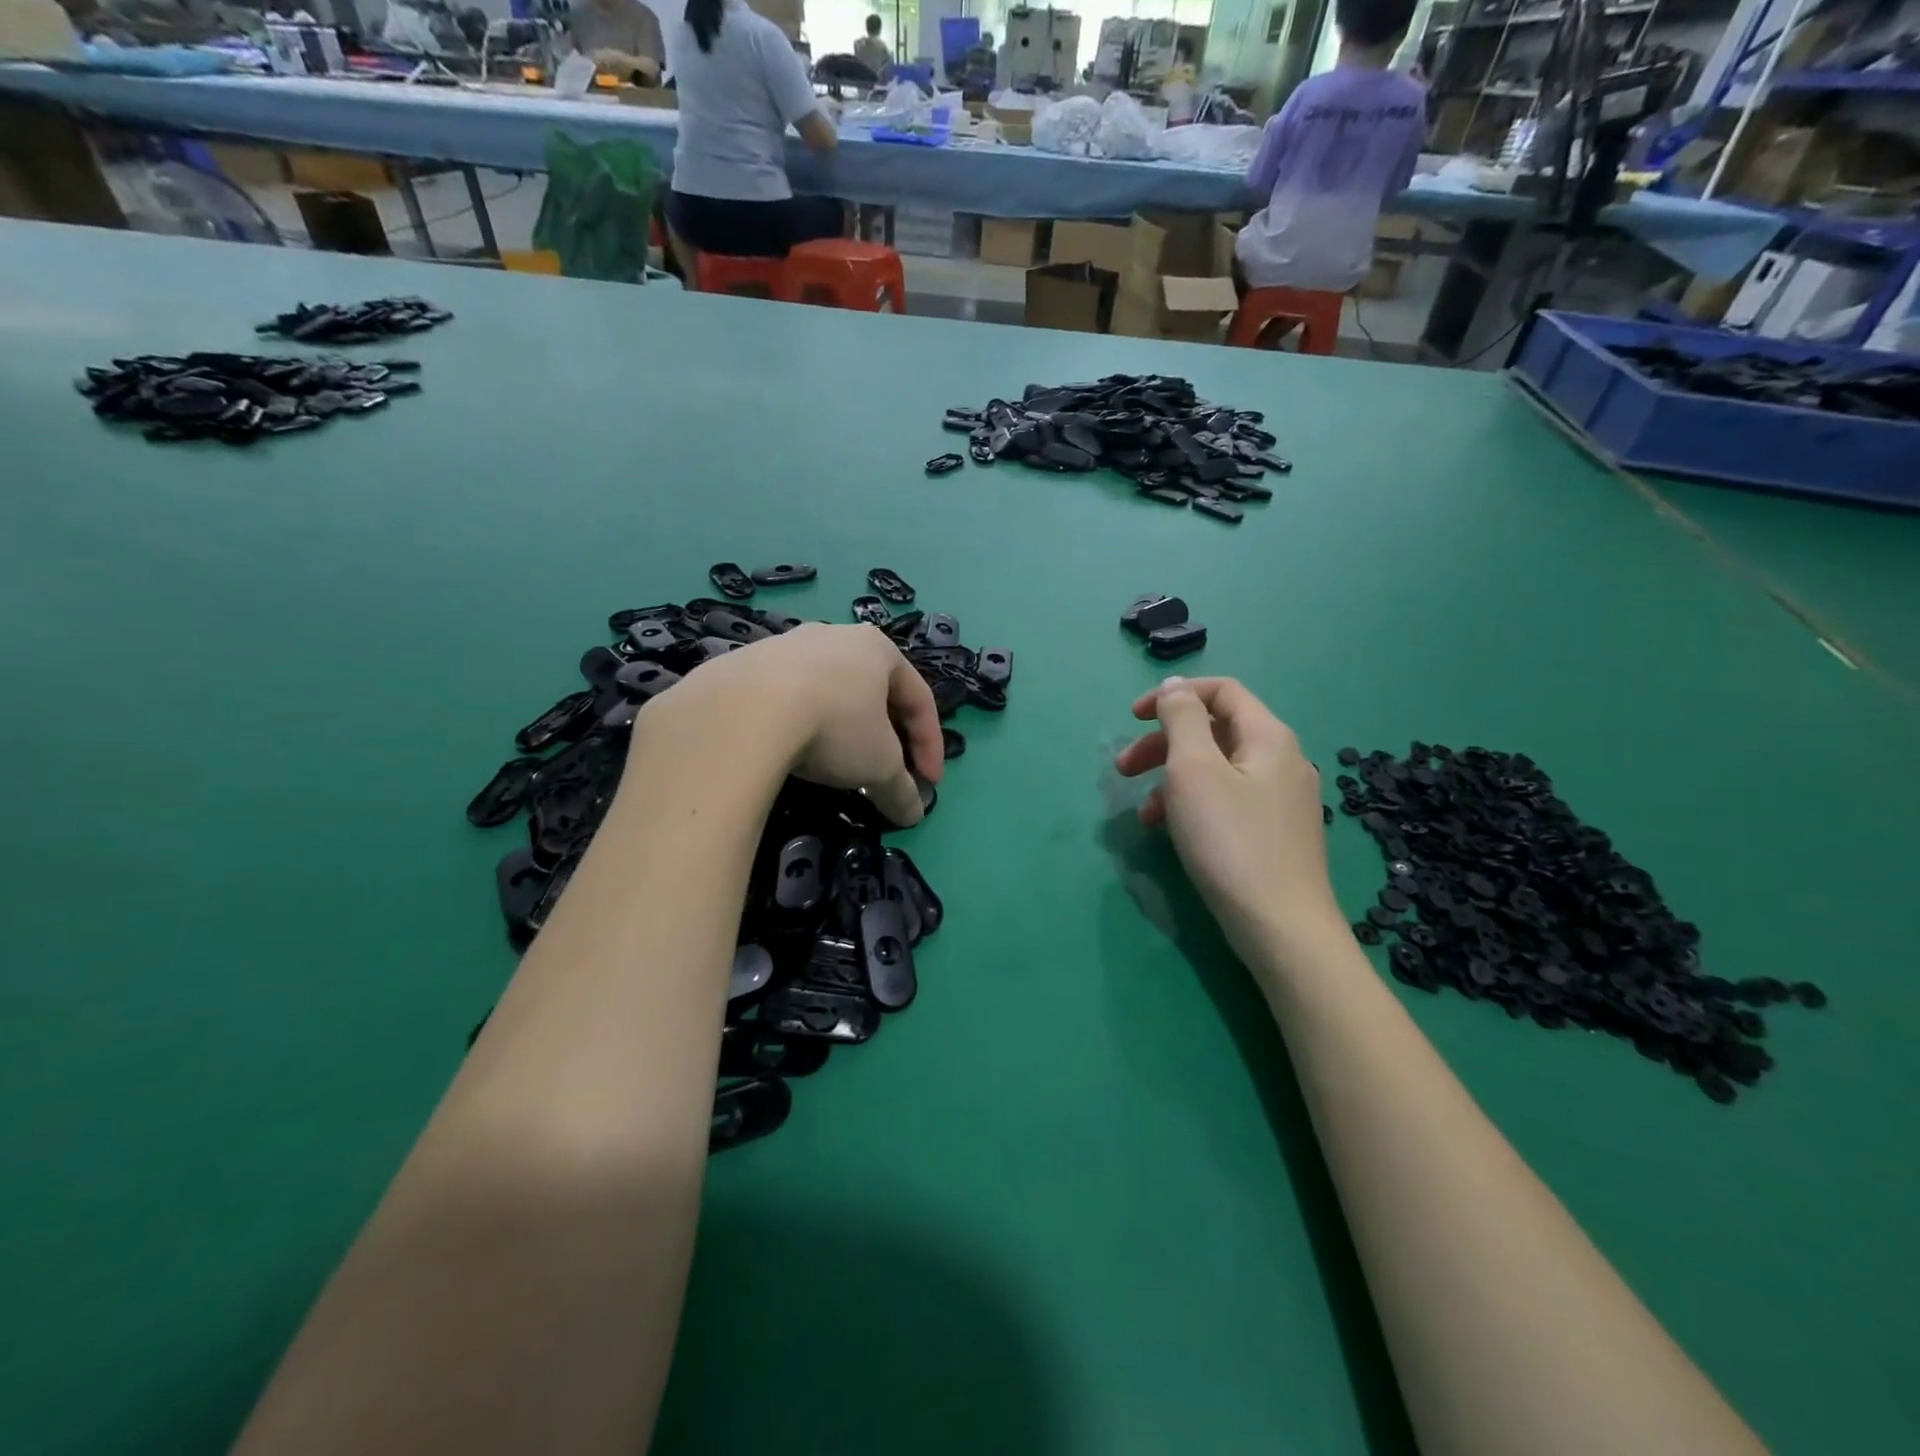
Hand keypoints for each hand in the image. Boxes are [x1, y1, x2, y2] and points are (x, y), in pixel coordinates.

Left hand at [640, 623, 942, 826]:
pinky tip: (790, 749)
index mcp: (878, 648)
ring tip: (835, 763)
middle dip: (886, 734)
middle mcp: (836, 635)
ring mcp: (787, 644)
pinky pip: (786, 696)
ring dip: (840, 727)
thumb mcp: (879, 766)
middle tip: (887, 770)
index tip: (928, 783)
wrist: (744, 710)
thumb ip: (901, 789)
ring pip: (828, 690)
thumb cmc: (834, 725)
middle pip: (874, 691)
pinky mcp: (746, 662)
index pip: (919, 698)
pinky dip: (798, 723)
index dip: (930, 745)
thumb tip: (913, 815)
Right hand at [1114, 676, 1336, 951]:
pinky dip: (1194, 805)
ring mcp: (1282, 799)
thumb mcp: (1194, 770)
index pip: (1221, 691)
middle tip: (1123, 769)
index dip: (1174, 696)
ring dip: (1173, 779)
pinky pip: (1228, 800)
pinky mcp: (1276, 833)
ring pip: (1218, 770)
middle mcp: (1282, 760)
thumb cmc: (1230, 841)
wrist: (1281, 927)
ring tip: (1144, 814)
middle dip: (1164, 743)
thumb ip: (1182, 719)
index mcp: (1267, 736)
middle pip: (1215, 731)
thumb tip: (1177, 687)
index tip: (1133, 718)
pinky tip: (1174, 833)